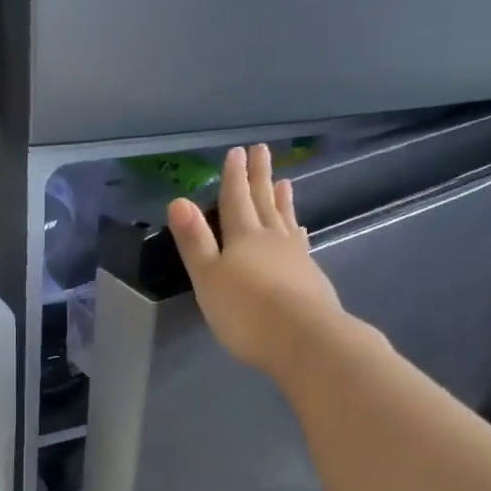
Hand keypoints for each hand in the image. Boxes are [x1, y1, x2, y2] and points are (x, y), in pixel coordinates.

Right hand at [167, 144, 343, 378]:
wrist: (306, 339)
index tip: (237, 152)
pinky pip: (300, 242)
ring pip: (285, 220)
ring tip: (285, 182)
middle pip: (263, 202)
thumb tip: (178, 201)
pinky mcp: (312, 276)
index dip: (234, 177)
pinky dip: (297, 231)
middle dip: (259, 177)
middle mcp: (271, 239)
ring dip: (282, 200)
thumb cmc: (247, 312)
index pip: (235, 200)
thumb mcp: (208, 279)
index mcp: (243, 238)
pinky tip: (301, 231)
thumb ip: (195, 241)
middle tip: (262, 151)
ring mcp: (296, 256)